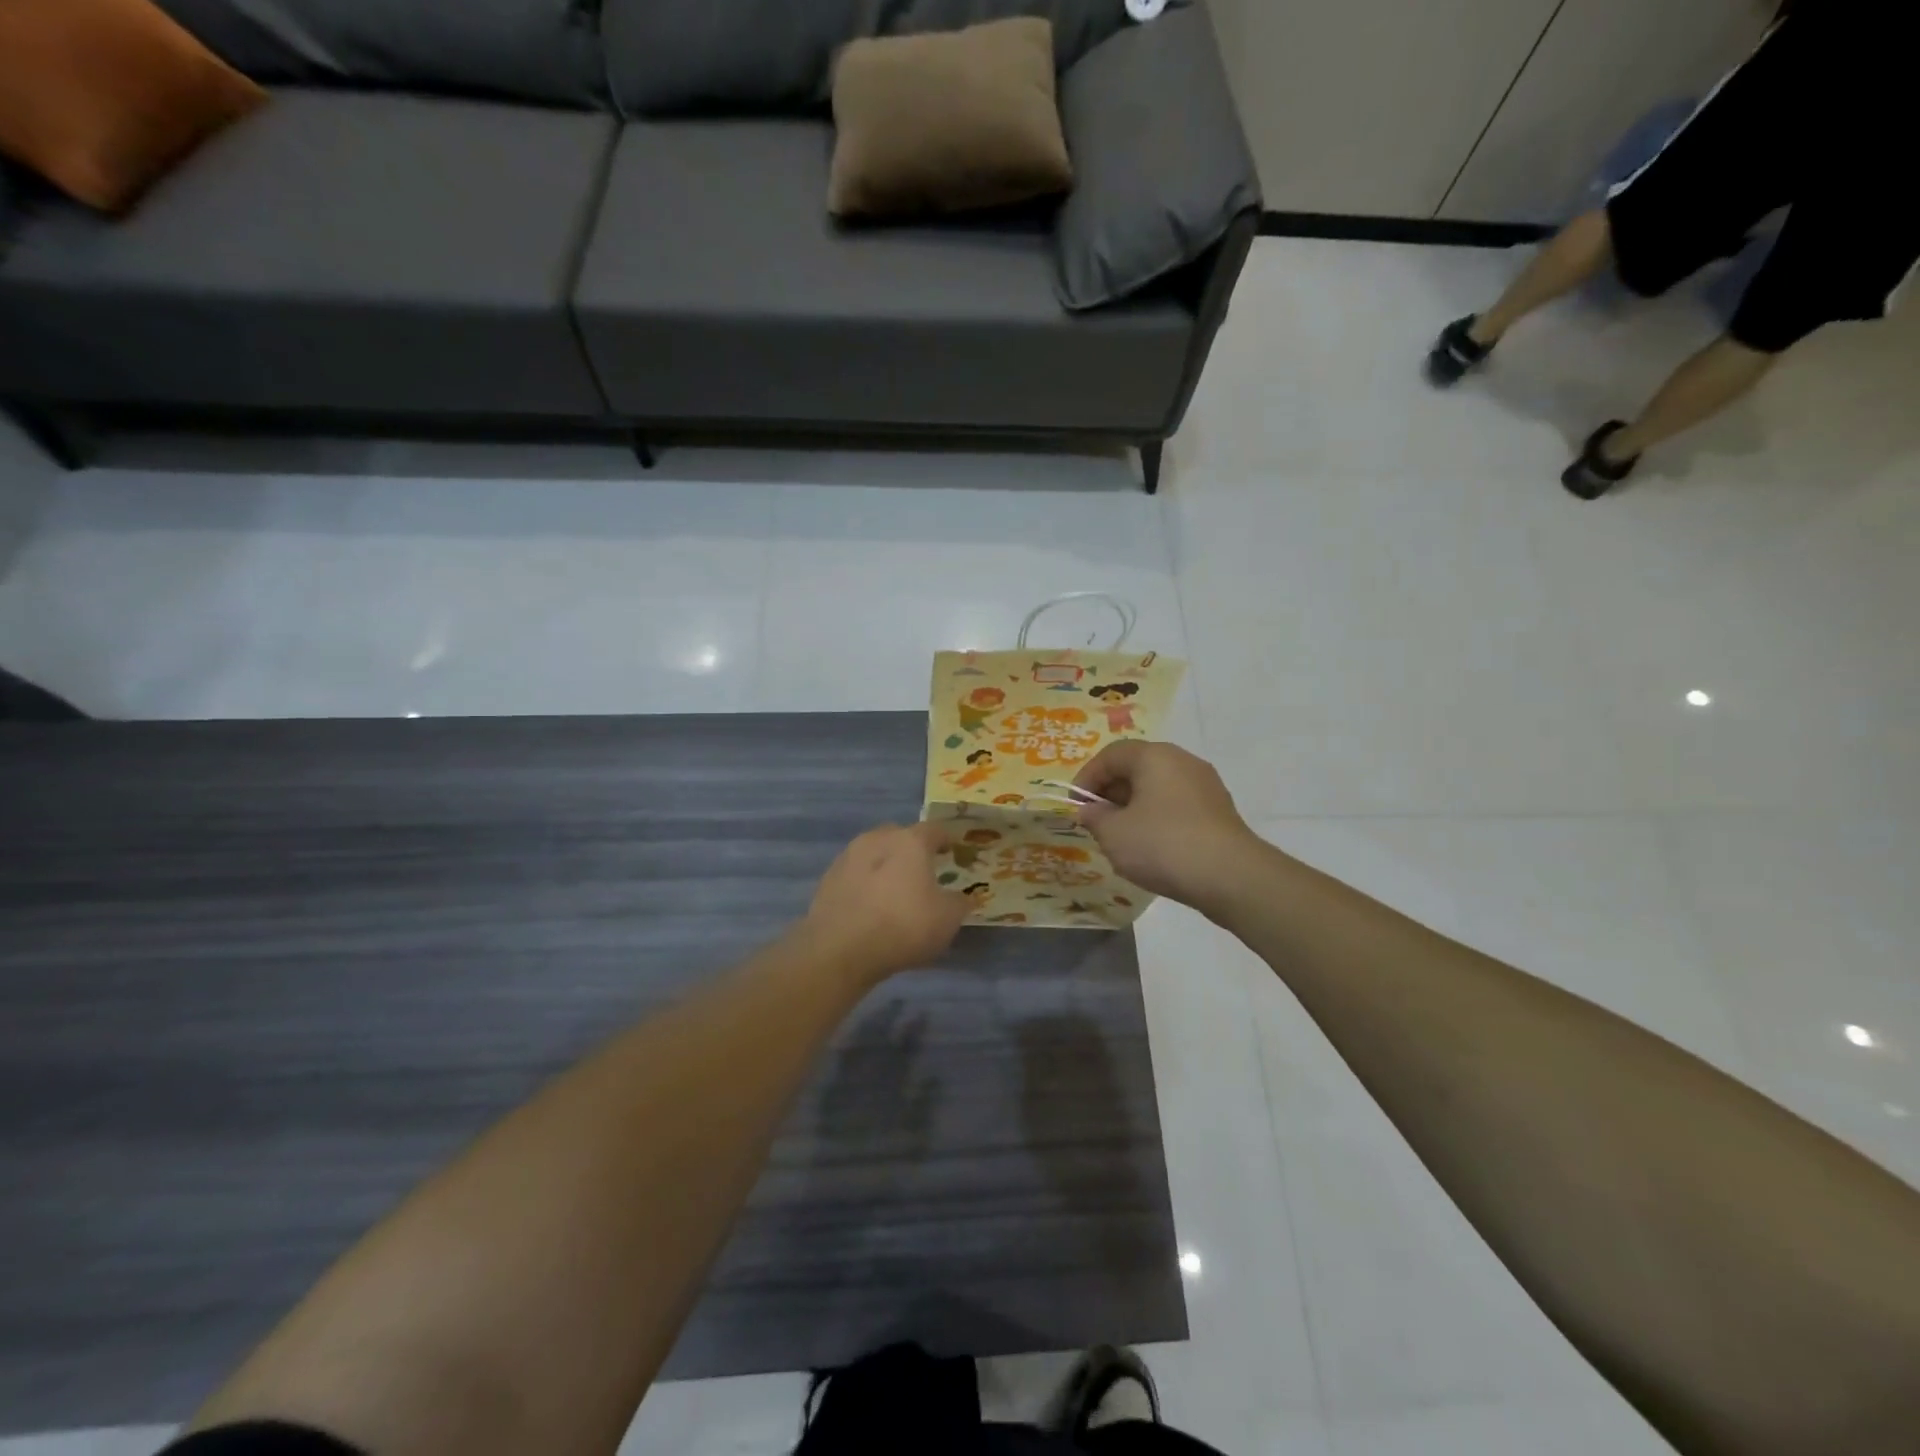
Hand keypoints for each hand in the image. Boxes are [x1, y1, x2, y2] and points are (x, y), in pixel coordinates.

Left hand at [802, 823, 967, 984]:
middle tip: (922, 873)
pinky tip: (870, 907)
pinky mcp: (828, 879)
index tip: (952, 852)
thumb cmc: (904, 925)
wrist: (840, 949)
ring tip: (894, 892)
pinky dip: (865, 884)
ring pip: (874, 853)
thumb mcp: (948, 919)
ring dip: (885, 866)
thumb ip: (959, 903)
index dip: (946, 840)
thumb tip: (962, 897)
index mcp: (910, 841)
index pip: (934, 829)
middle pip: (900, 836)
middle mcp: (877, 839)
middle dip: (912, 850)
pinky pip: (855, 874)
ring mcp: (848, 857)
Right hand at [1073, 741, 1264, 916]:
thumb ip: (1095, 817)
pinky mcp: (1219, 811)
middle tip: (1096, 820)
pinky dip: (1158, 818)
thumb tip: (1091, 810)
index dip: (1087, 778)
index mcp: (1154, 756)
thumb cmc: (1162, 845)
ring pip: (1158, 787)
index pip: (1111, 755)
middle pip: (1137, 767)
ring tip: (1121, 836)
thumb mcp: (1114, 834)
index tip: (1075, 805)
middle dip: (1111, 792)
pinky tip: (1152, 846)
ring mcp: (1205, 785)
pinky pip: (1177, 805)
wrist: (1230, 876)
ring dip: (1134, 806)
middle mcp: (1182, 761)